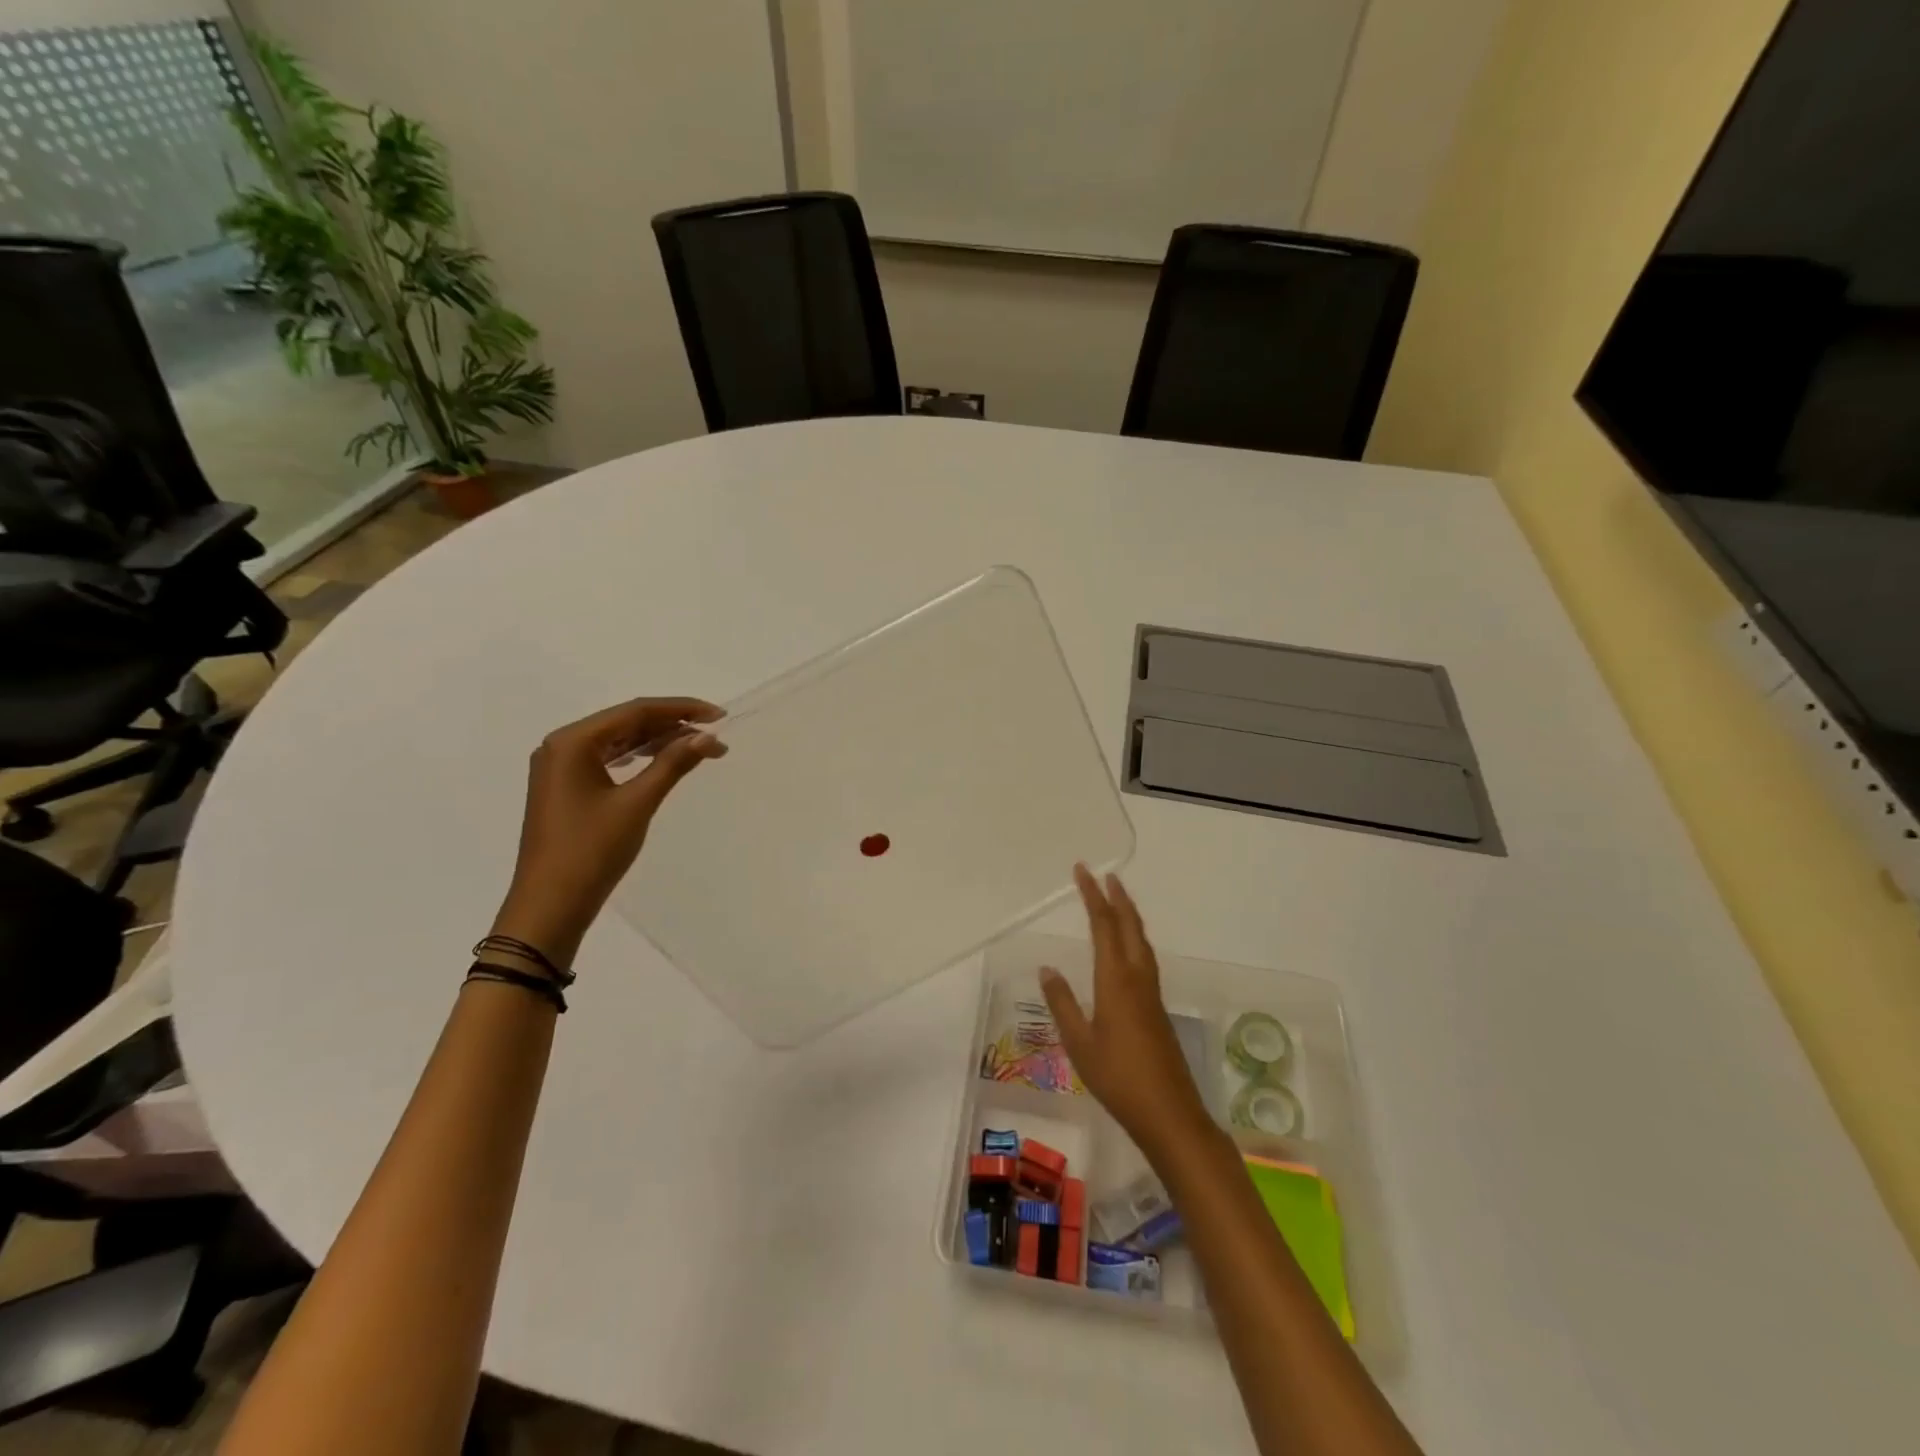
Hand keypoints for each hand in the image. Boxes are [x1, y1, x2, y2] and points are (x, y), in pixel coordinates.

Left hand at [490, 697, 726, 965]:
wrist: (550, 905)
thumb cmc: (591, 851)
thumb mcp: (637, 803)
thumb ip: (672, 764)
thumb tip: (708, 737)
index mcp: (572, 741)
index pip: (635, 711)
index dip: (681, 709)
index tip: (719, 716)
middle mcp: (562, 745)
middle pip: (626, 722)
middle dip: (672, 726)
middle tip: (714, 737)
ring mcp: (560, 767)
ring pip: (618, 740)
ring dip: (658, 742)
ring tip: (697, 748)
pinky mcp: (565, 787)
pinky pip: (607, 759)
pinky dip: (638, 758)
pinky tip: (662, 761)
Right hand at [1041, 866, 1213, 1158]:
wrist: (1169, 1113)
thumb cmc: (1118, 1078)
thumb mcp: (1079, 1043)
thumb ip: (1062, 1003)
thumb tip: (1047, 968)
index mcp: (1116, 980)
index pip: (1103, 925)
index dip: (1092, 895)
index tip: (1083, 871)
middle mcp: (1138, 977)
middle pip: (1129, 926)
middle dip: (1117, 898)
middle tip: (1105, 875)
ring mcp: (1151, 993)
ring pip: (1141, 940)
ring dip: (1128, 915)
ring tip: (1117, 900)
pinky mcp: (1157, 1007)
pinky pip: (1145, 957)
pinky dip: (1133, 937)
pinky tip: (1127, 948)